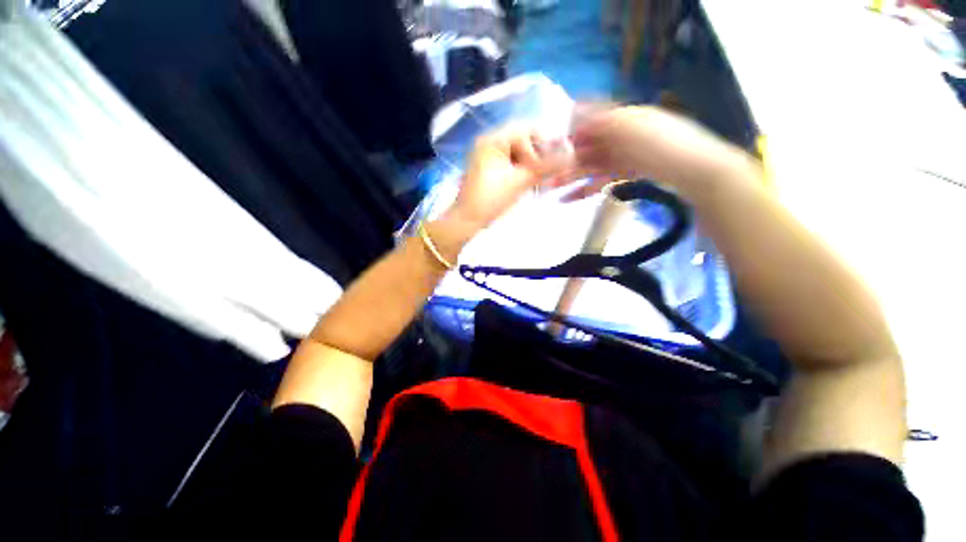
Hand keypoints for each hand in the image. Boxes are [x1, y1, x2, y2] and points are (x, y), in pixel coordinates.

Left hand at [448, 126, 571, 233]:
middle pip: (522, 139)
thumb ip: (545, 168)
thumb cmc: (491, 200)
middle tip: (549, 169)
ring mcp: (488, 156)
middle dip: (538, 154)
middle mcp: (489, 142)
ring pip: (518, 152)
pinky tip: (531, 181)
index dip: (542, 143)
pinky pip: (511, 162)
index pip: (525, 130)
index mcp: (492, 140)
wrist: (468, 220)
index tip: (552, 160)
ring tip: (541, 178)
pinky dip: (523, 170)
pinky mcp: (490, 168)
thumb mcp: (519, 182)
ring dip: (532, 163)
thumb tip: (570, 158)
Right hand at [552, 105, 756, 200]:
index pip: (591, 118)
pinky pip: (601, 180)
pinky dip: (585, 189)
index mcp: (624, 117)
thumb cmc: (664, 145)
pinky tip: (570, 198)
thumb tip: (575, 111)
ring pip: (590, 166)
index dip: (570, 129)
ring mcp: (624, 157)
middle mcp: (622, 135)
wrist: (697, 171)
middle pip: (587, 146)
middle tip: (544, 174)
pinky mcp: (627, 175)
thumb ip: (602, 119)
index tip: (551, 143)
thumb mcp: (631, 126)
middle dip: (565, 160)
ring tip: (550, 189)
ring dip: (570, 177)